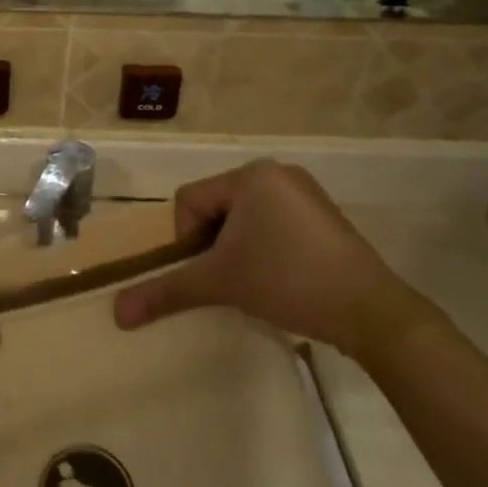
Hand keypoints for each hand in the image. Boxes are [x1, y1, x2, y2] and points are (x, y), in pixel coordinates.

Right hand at [113, 161, 434, 361]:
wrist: (371, 312)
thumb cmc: (287, 282)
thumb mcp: (219, 283)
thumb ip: (165, 291)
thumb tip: (116, 314)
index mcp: (250, 176)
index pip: (189, 201)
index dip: (187, 240)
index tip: (209, 272)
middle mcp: (276, 172)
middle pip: (216, 207)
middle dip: (212, 243)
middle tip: (228, 278)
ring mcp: (305, 192)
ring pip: (244, 217)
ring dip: (237, 247)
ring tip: (254, 280)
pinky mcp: (324, 215)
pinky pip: (274, 222)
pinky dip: (264, 247)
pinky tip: (280, 276)